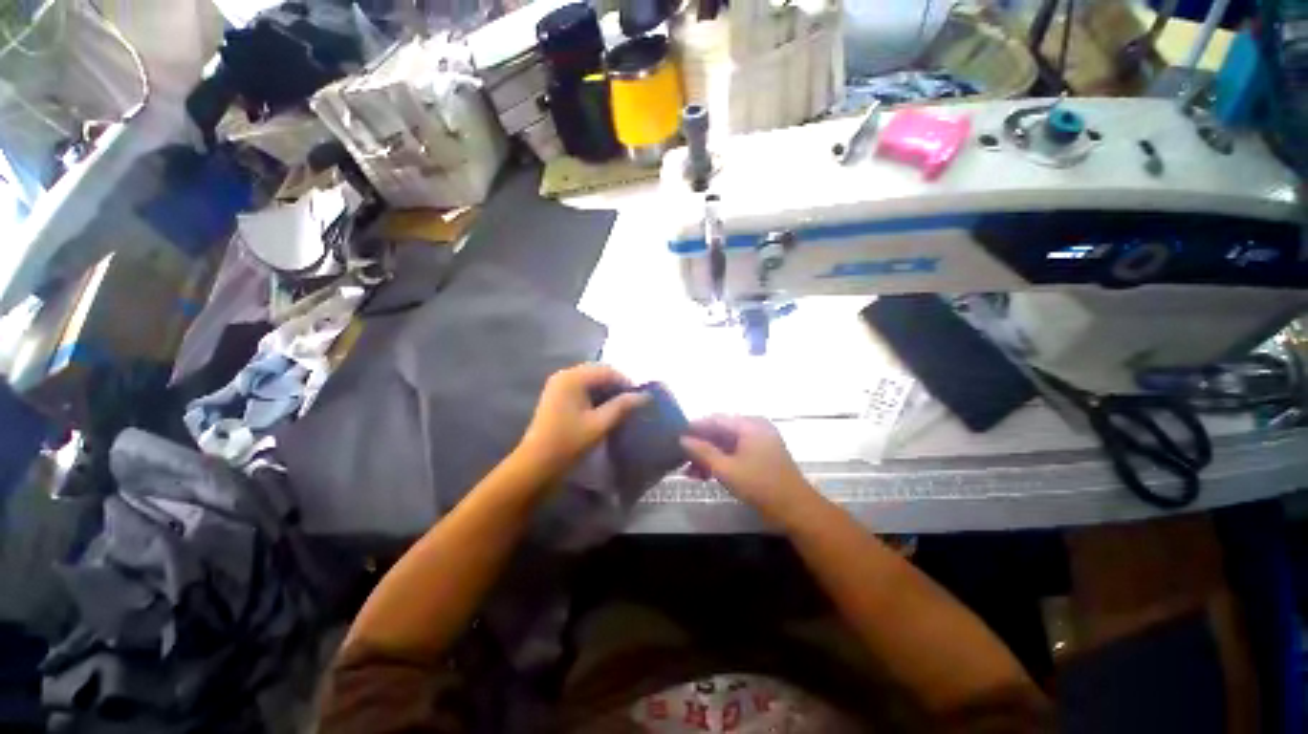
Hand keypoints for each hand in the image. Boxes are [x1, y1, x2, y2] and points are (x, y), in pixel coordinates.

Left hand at [517, 363, 648, 479]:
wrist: (535, 465)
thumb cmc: (568, 443)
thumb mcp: (599, 425)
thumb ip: (622, 407)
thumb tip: (644, 396)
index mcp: (573, 378)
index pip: (607, 371)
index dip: (626, 383)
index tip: (640, 399)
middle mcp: (564, 375)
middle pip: (598, 373)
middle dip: (617, 386)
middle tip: (632, 403)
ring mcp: (558, 385)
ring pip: (591, 381)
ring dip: (607, 391)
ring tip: (622, 408)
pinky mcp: (557, 396)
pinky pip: (582, 388)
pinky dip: (596, 396)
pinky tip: (605, 409)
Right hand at [680, 415, 818, 524]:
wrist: (796, 510)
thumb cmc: (760, 486)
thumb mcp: (726, 469)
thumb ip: (702, 452)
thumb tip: (682, 439)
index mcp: (750, 424)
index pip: (715, 419)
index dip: (695, 428)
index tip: (676, 437)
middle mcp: (755, 428)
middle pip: (720, 432)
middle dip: (700, 446)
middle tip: (681, 459)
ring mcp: (759, 442)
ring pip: (726, 445)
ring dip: (708, 457)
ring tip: (690, 473)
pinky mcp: (761, 457)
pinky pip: (735, 453)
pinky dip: (721, 462)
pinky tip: (706, 476)